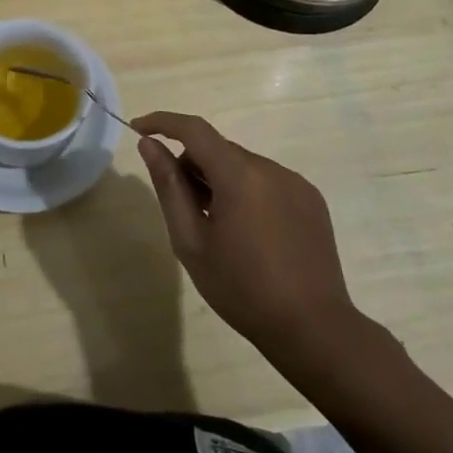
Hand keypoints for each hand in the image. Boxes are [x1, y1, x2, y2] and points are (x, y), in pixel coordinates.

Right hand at [133, 111, 363, 359]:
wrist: (313, 329)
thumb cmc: (242, 288)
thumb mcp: (191, 241)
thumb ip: (169, 186)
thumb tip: (150, 146)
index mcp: (239, 175)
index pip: (194, 129)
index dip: (162, 123)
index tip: (139, 130)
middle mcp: (271, 168)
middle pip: (218, 149)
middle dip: (192, 164)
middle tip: (180, 205)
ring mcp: (295, 183)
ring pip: (243, 165)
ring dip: (220, 179)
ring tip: (217, 226)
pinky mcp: (311, 200)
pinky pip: (267, 181)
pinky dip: (247, 191)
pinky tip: (249, 233)